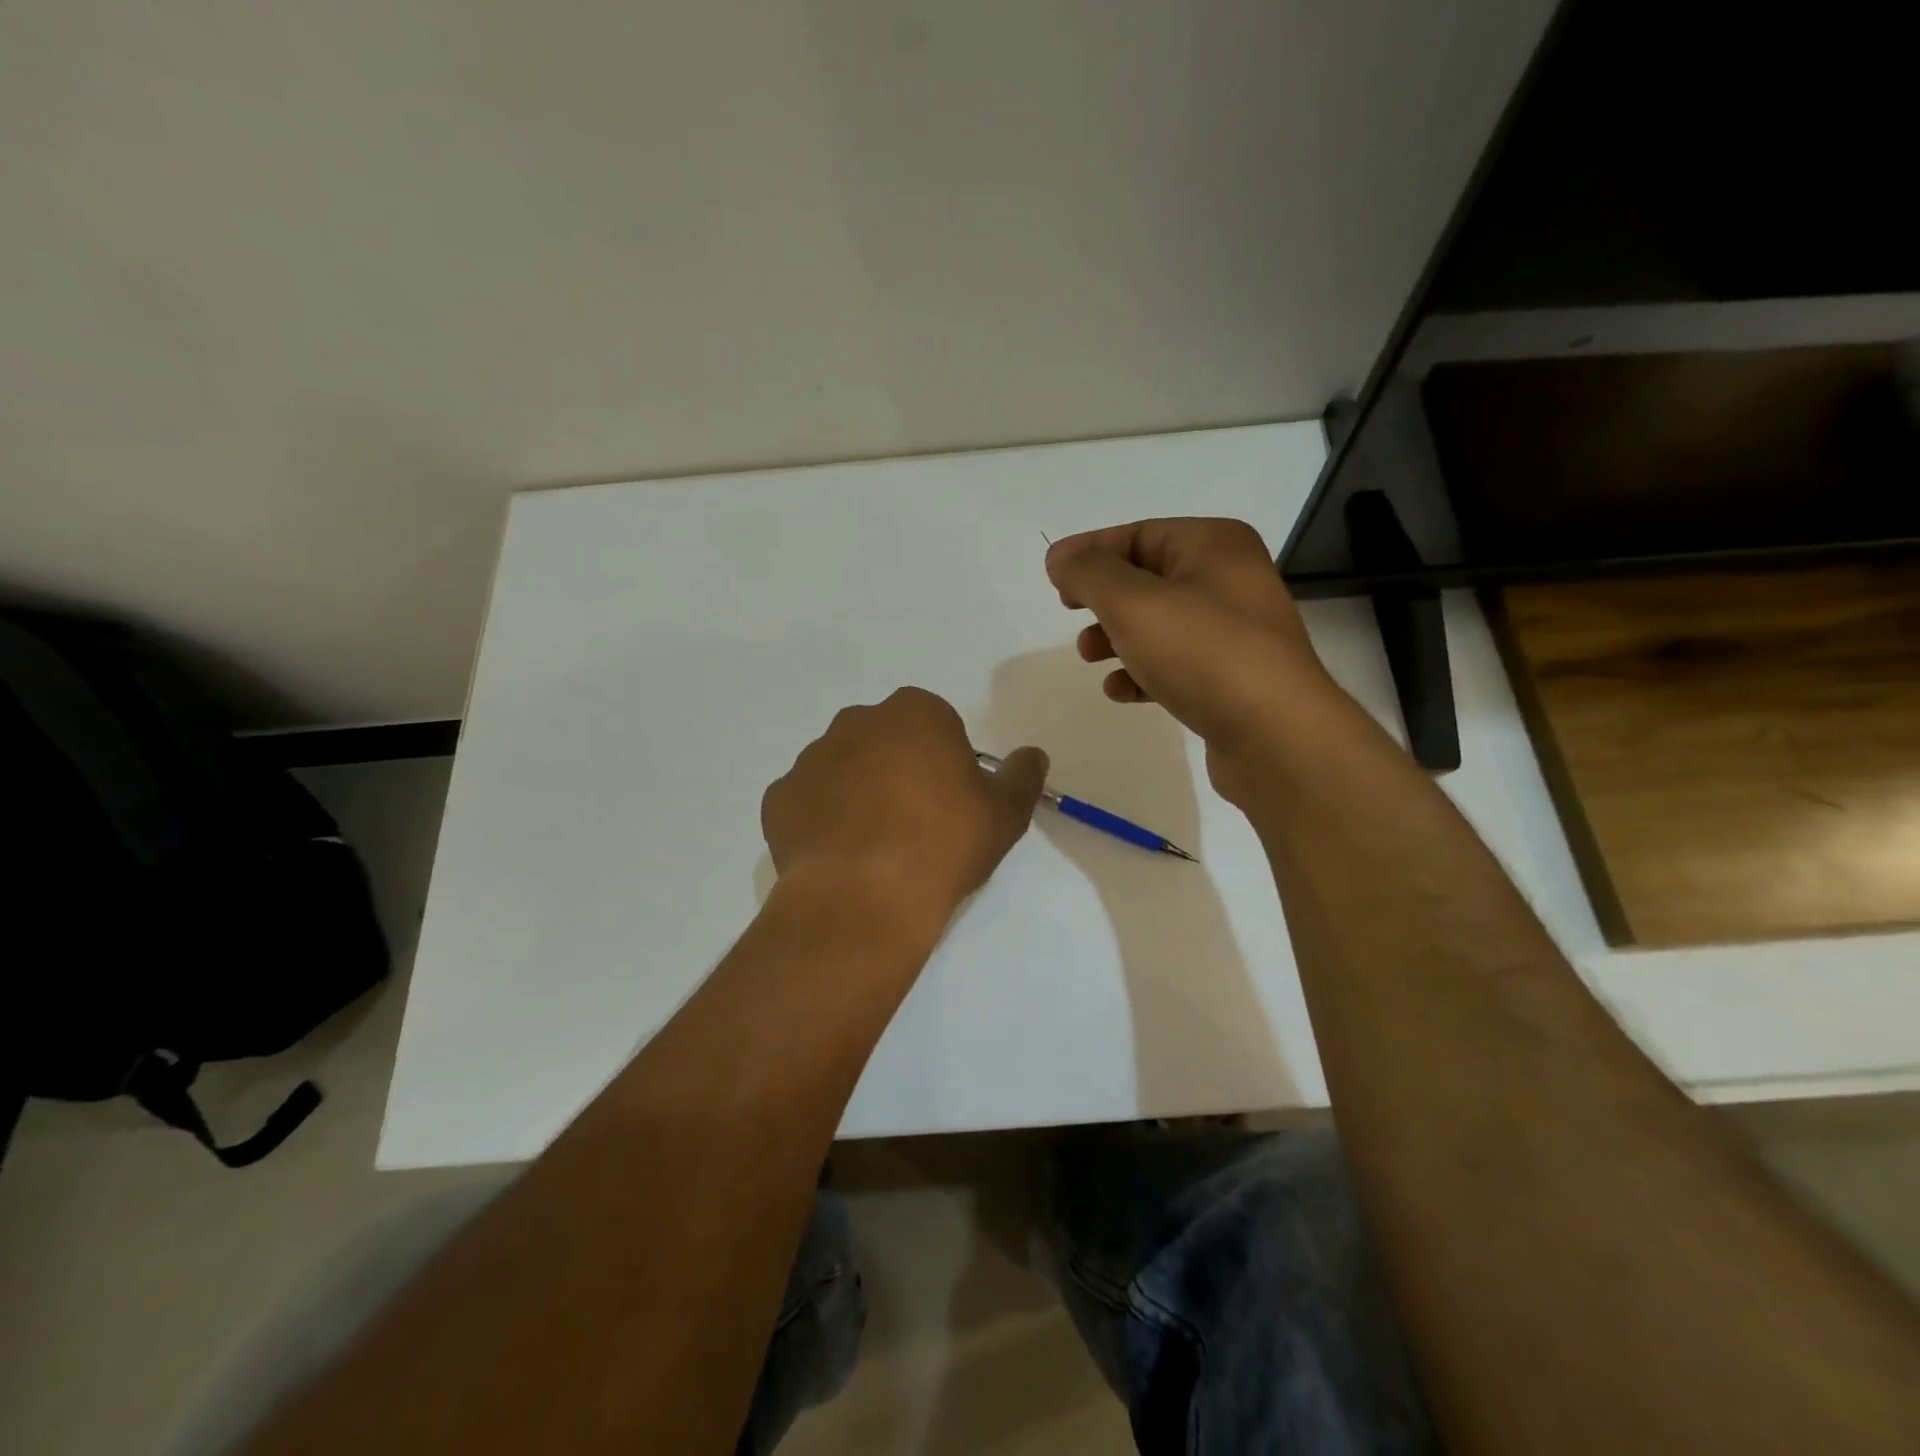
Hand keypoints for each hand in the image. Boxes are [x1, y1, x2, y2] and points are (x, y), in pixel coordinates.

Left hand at [761, 688, 1047, 928]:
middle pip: (885, 740)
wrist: (865, 898)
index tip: (949, 802)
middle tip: (913, 822)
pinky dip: (821, 820)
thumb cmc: (944, 845)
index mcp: (915, 713)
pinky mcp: (778, 797)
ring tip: (873, 846)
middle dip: (897, 769)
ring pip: (842, 768)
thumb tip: (1032, 754)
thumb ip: (1022, 776)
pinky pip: (807, 802)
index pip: (935, 724)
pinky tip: (840, 857)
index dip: (945, 762)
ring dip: (857, 792)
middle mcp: (857, 722)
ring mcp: (811, 758)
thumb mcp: (1005, 814)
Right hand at [1044, 518, 1337, 797]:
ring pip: (1159, 624)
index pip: (1139, 534)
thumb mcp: (1134, 603)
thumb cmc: (1203, 654)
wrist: (1276, 736)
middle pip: (1147, 578)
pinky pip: (1175, 664)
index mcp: (1214, 545)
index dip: (1091, 551)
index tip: (1051, 576)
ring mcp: (1234, 632)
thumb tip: (1060, 558)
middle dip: (1103, 598)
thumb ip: (1089, 574)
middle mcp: (1229, 580)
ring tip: (1089, 657)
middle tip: (1069, 613)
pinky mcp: (1231, 678)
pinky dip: (1142, 672)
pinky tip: (1121, 691)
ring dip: (1117, 637)